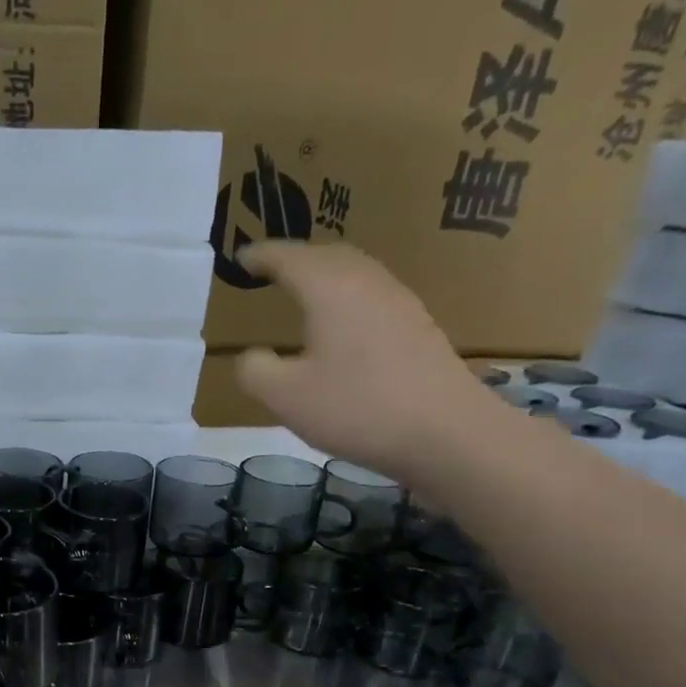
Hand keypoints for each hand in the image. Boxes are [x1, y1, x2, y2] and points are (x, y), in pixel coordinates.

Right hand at [234, 241, 495, 482]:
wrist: (445, 431)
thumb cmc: (357, 408)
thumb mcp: (286, 398)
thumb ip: (255, 371)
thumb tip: (251, 356)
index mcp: (330, 289)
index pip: (289, 257)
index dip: (261, 255)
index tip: (240, 257)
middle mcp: (366, 282)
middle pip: (327, 255)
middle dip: (296, 258)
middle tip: (270, 270)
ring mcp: (398, 302)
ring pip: (354, 272)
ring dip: (324, 275)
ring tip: (302, 293)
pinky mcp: (417, 326)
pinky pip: (371, 295)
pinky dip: (346, 297)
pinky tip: (341, 326)